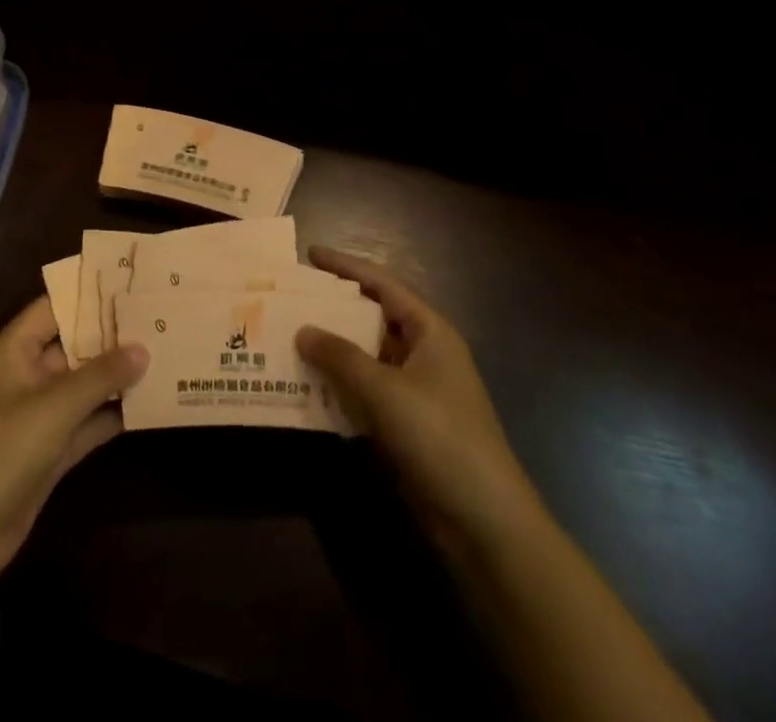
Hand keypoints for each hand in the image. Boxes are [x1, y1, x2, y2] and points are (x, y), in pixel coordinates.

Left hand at [0, 299, 147, 590]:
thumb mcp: (54, 408)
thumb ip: (100, 376)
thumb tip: (143, 348)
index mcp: (13, 351)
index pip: (53, 307)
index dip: (88, 293)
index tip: (130, 281)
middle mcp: (26, 375)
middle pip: (73, 344)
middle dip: (112, 334)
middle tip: (158, 316)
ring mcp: (37, 415)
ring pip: (83, 384)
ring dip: (117, 375)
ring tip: (163, 352)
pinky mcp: (48, 451)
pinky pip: (86, 421)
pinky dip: (112, 413)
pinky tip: (149, 402)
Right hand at [297, 247, 537, 561]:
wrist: (484, 521)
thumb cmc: (439, 437)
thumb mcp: (385, 391)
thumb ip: (341, 357)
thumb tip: (303, 330)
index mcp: (430, 331)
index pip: (383, 285)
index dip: (346, 267)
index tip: (310, 254)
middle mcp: (425, 353)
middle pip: (373, 319)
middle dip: (334, 311)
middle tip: (292, 299)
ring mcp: (417, 390)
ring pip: (368, 358)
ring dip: (334, 352)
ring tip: (291, 339)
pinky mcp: (408, 425)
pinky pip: (368, 393)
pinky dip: (341, 388)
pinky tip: (309, 388)